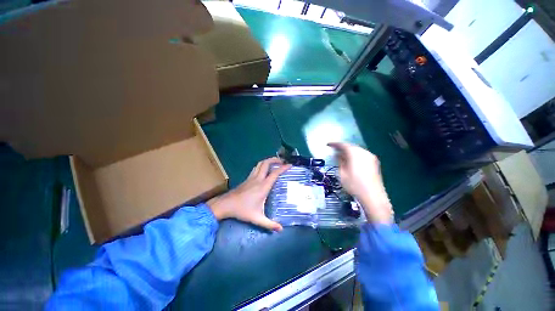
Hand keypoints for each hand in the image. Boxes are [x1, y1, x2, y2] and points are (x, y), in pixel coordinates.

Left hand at [207, 157, 291, 230]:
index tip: (290, 165)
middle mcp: (258, 179)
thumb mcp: (257, 218)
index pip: (275, 173)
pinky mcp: (247, 178)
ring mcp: (252, 177)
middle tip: (282, 161)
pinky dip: (262, 165)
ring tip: (275, 163)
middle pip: (266, 163)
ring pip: (260, 164)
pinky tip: (264, 169)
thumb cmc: (242, 210)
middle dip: (275, 160)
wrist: (226, 204)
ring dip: (268, 161)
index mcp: (263, 186)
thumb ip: (269, 224)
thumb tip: (280, 229)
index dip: (283, 168)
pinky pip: (256, 168)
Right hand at [328, 142, 392, 223]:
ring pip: (357, 150)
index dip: (334, 144)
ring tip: (342, 156)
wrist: (373, 197)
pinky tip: (351, 161)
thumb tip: (338, 155)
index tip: (328, 145)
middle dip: (342, 148)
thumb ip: (340, 161)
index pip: (343, 145)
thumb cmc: (354, 185)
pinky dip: (355, 155)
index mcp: (355, 154)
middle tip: (334, 151)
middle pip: (351, 146)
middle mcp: (364, 152)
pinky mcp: (375, 162)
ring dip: (349, 152)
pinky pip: (362, 155)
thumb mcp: (342, 173)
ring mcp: (371, 157)